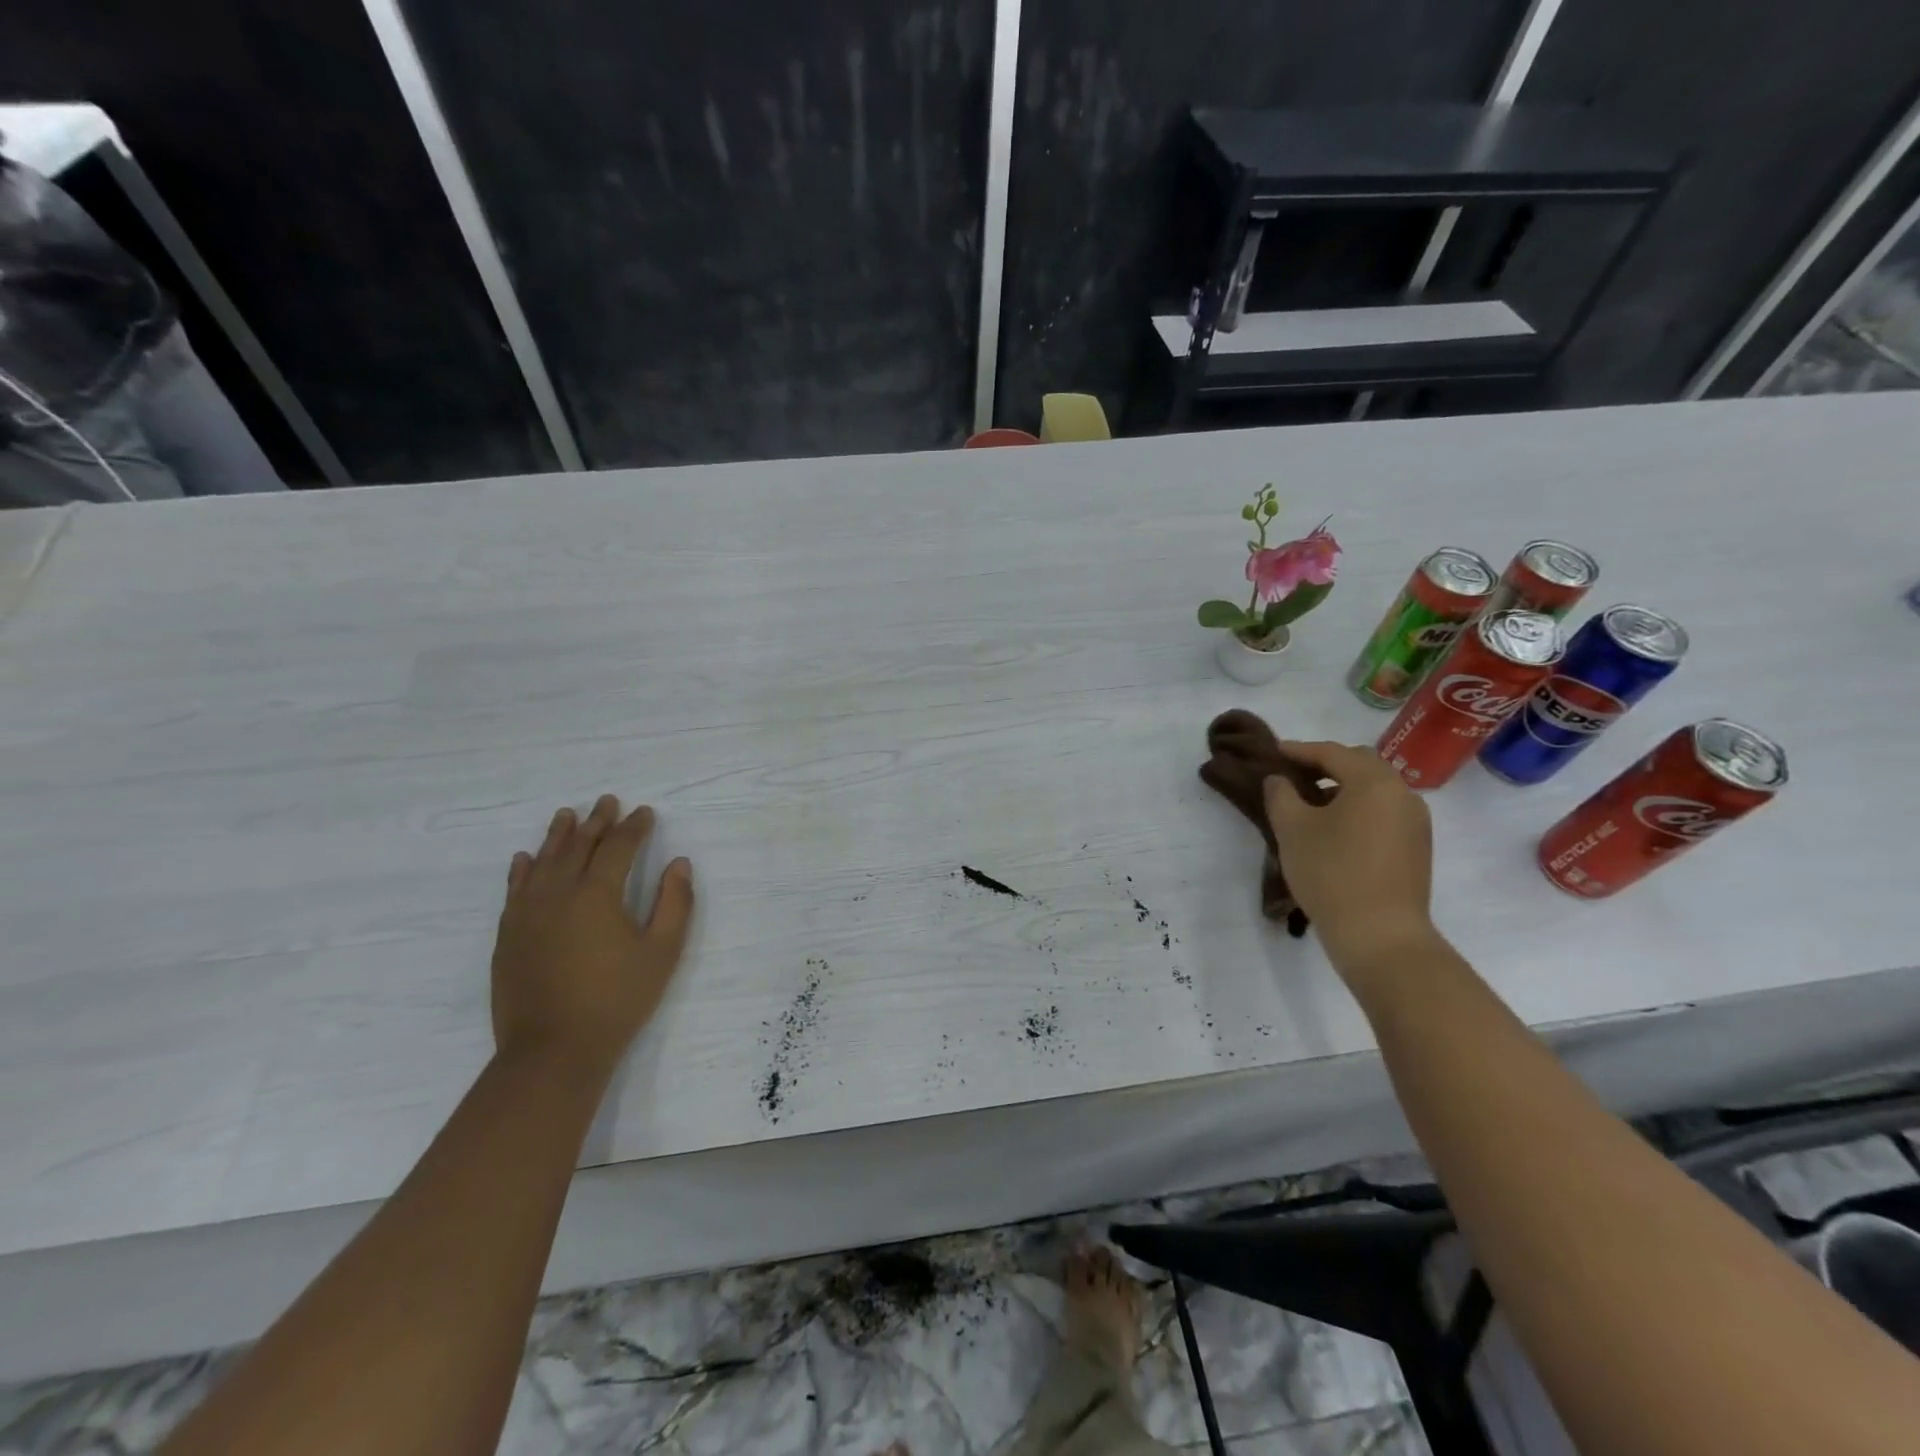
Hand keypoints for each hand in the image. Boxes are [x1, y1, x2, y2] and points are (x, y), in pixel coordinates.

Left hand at [491, 795, 694, 1076]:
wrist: (553, 1051)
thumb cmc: (617, 1000)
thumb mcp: (662, 952)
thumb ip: (675, 903)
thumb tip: (679, 863)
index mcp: (598, 894)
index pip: (618, 847)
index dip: (634, 827)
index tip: (645, 813)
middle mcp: (558, 893)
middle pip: (579, 847)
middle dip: (597, 821)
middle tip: (608, 801)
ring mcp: (527, 914)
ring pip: (543, 862)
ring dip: (558, 836)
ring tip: (567, 815)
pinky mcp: (508, 936)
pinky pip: (515, 890)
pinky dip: (522, 869)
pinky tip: (524, 858)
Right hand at [1262, 741, 1435, 976]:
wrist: (1381, 935)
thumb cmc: (1331, 873)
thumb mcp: (1292, 829)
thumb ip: (1281, 795)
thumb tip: (1280, 780)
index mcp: (1374, 781)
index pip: (1332, 752)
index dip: (1299, 750)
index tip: (1274, 751)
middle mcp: (1402, 793)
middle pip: (1361, 764)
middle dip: (1326, 764)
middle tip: (1295, 773)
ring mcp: (1416, 821)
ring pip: (1376, 789)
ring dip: (1344, 787)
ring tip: (1313, 802)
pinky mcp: (1418, 847)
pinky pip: (1385, 812)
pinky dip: (1360, 808)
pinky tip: (1337, 828)